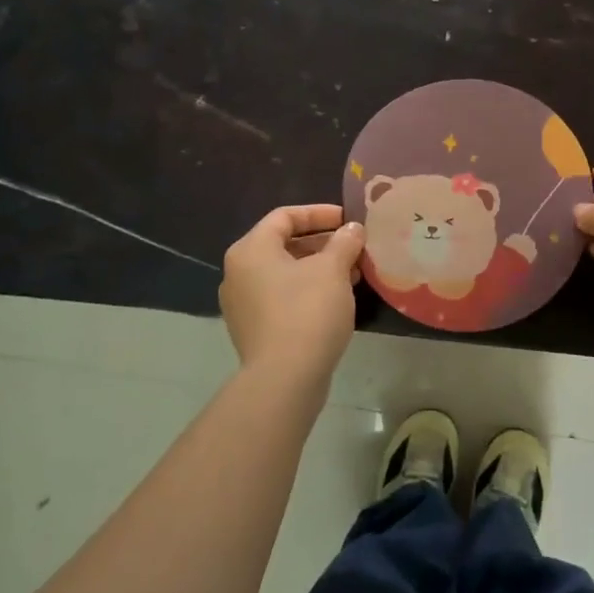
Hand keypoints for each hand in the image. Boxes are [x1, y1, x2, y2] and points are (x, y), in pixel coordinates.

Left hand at [219, 205, 364, 387]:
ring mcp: (243, 304)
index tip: (349, 220)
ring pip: (285, 273)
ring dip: (320, 267)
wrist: (285, 380)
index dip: (319, 213)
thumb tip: (352, 229)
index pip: (285, 216)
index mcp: (251, 250)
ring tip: (353, 273)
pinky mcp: (254, 329)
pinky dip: (309, 290)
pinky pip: (283, 297)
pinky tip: (337, 299)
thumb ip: (344, 242)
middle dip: (323, 243)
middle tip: (355, 247)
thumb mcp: (333, 269)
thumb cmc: (307, 311)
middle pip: (284, 244)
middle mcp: (238, 273)